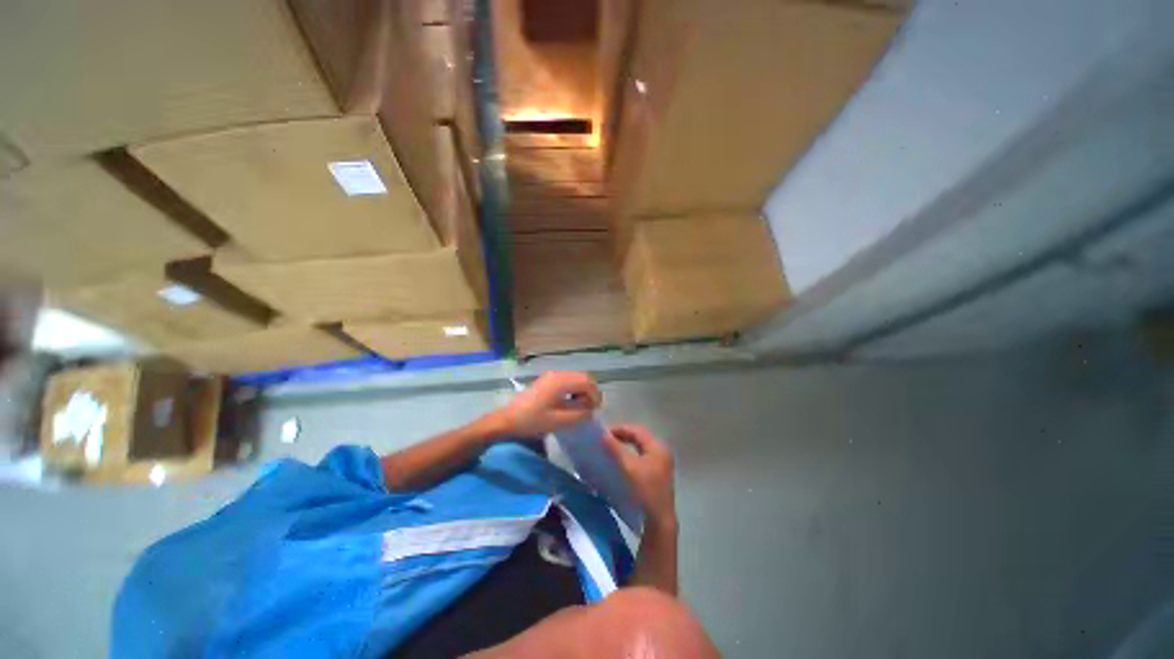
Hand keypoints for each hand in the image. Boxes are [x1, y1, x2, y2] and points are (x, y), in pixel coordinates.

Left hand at [495, 371, 600, 437]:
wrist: (507, 419)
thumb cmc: (532, 420)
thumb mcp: (558, 421)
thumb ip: (579, 415)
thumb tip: (591, 410)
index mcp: (560, 381)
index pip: (587, 382)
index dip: (595, 395)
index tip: (595, 410)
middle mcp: (557, 374)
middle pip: (583, 377)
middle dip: (590, 392)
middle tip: (589, 408)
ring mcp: (551, 376)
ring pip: (576, 378)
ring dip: (582, 390)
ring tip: (580, 407)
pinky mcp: (547, 380)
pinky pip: (567, 380)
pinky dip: (574, 389)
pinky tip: (569, 402)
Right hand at [604, 425, 676, 528]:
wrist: (659, 520)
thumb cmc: (645, 490)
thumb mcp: (629, 467)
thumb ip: (616, 449)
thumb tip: (602, 434)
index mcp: (658, 446)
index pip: (637, 430)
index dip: (620, 429)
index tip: (604, 433)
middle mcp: (661, 451)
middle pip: (639, 437)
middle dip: (622, 436)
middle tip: (606, 440)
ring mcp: (661, 463)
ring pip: (640, 447)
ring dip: (625, 445)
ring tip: (610, 449)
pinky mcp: (657, 473)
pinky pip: (641, 456)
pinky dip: (630, 454)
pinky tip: (620, 461)